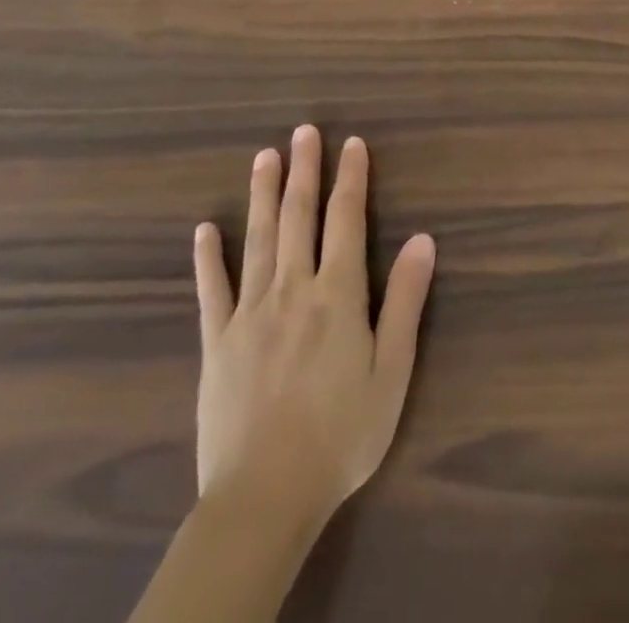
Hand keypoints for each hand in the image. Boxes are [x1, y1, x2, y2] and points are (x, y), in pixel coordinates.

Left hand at [192, 125, 435, 526]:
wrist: (265, 496)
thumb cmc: (342, 433)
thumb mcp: (392, 370)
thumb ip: (406, 300)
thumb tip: (424, 239)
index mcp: (338, 294)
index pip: (346, 220)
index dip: (351, 178)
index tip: (352, 143)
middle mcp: (293, 289)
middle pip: (299, 217)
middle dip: (304, 170)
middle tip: (304, 131)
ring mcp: (250, 313)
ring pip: (258, 240)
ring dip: (263, 195)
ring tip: (264, 157)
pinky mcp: (217, 343)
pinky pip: (212, 290)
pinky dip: (208, 258)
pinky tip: (204, 229)